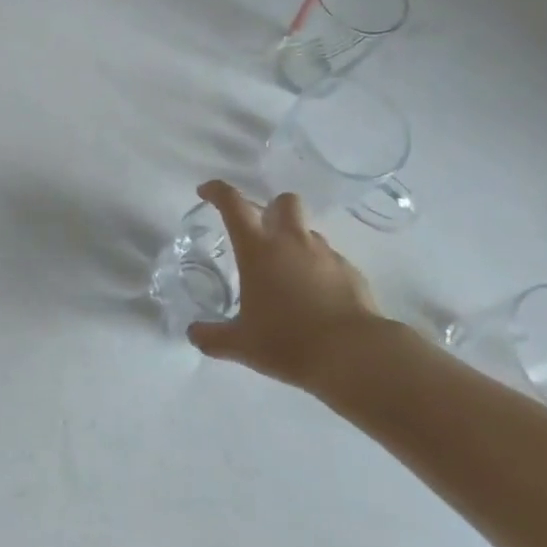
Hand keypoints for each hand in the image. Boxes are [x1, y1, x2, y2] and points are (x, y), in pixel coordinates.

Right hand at [188, 180, 389, 394]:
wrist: (353, 355)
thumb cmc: (288, 341)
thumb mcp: (242, 344)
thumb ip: (213, 337)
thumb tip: (193, 334)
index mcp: (258, 249)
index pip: (233, 204)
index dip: (217, 191)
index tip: (206, 192)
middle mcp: (291, 241)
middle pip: (283, 201)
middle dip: (272, 209)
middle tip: (262, 236)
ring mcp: (325, 253)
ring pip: (308, 231)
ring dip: (296, 241)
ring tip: (289, 275)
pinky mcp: (350, 271)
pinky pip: (330, 259)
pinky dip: (319, 269)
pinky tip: (317, 297)